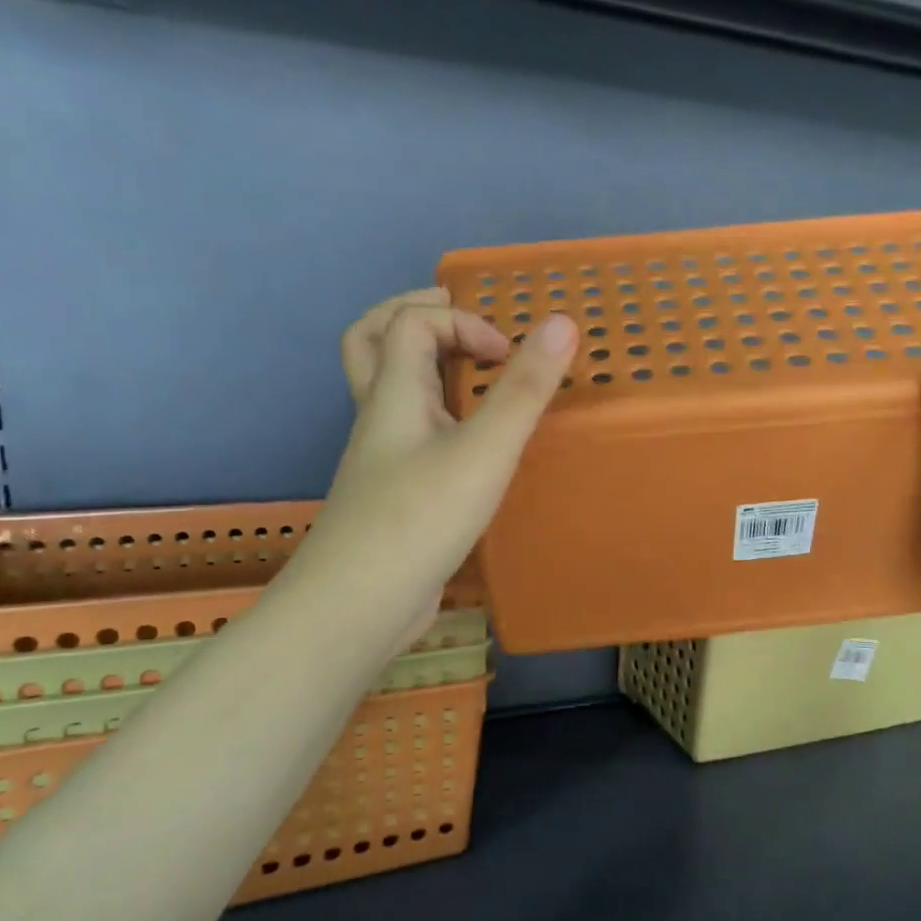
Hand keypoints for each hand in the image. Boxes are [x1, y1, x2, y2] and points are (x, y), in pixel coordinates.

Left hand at [307, 287, 576, 653]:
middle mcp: (380, 416)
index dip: (465, 323)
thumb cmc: (420, 518)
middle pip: (375, 340)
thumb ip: (523, 389)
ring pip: (391, 389)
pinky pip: (409, 431)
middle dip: (417, 316)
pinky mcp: (394, 492)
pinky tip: (470, 440)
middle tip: (460, 319)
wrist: (359, 605)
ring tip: (470, 370)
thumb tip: (561, 322)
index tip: (508, 359)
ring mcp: (383, 456)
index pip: (414, 322)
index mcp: (394, 392)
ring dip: (424, 364)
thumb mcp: (484, 449)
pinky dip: (436, 413)